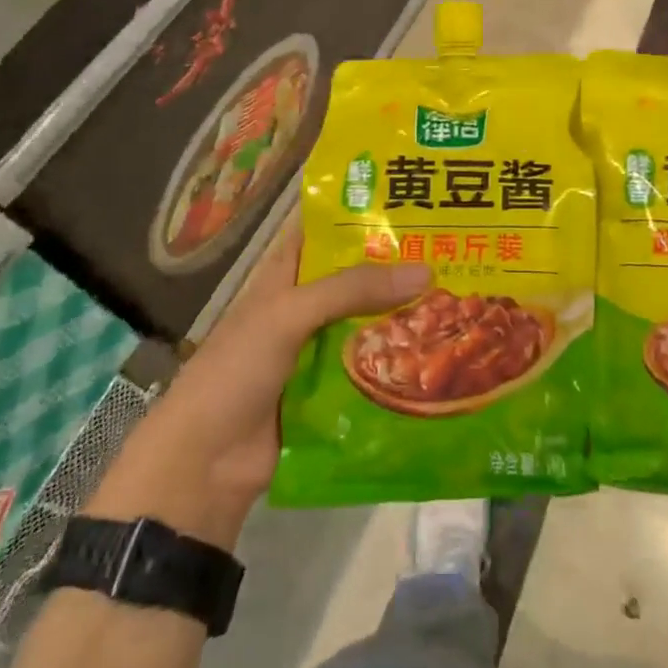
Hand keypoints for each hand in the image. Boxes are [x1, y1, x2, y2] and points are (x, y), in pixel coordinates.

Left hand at [87, 221, 429, 546]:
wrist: (202, 466)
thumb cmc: (236, 371)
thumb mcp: (288, 314)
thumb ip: (352, 289)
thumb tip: (426, 270)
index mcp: (285, 275)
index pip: (327, 230)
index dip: (364, 213)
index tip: (415, 200)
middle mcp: (304, 306)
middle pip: (357, 278)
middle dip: (399, 267)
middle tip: (455, 250)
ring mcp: (316, 351)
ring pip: (368, 322)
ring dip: (405, 315)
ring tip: (464, 296)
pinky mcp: (329, 392)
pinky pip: (370, 367)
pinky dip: (399, 361)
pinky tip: (441, 354)